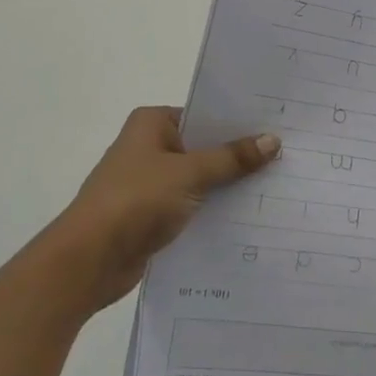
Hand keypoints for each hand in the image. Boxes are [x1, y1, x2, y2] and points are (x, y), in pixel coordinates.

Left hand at [47, 106, 278, 309]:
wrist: (88, 261)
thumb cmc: (135, 201)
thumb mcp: (190, 173)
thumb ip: (232, 158)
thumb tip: (273, 140)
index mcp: (152, 124)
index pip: (205, 114)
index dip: (240, 122)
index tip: (278, 126)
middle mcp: (150, 147)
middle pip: (205, 146)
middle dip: (240, 155)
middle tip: (287, 155)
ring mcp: (151, 182)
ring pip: (201, 178)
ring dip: (229, 185)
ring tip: (277, 186)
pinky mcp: (153, 215)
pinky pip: (193, 205)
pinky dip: (215, 209)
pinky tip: (250, 215)